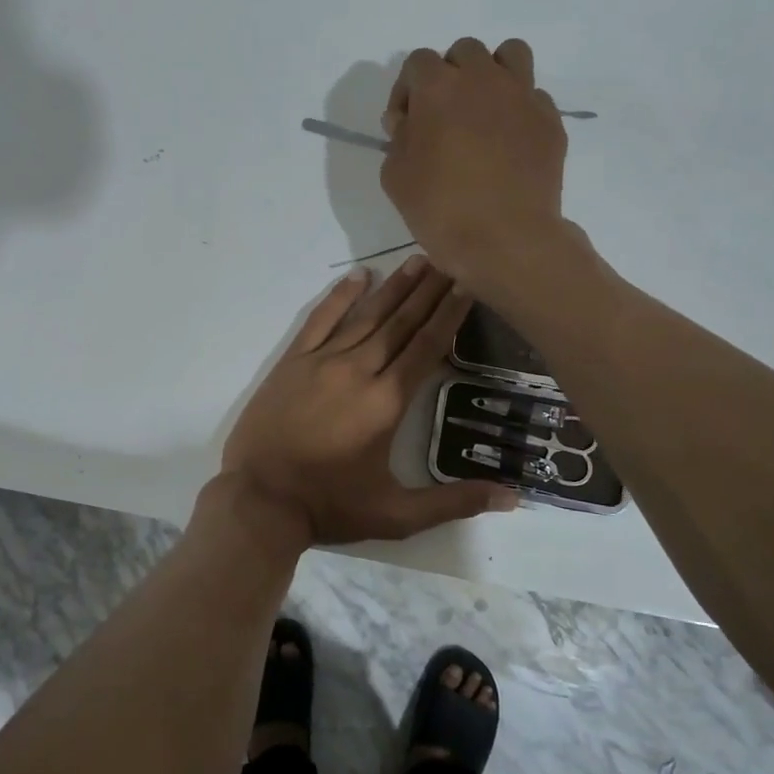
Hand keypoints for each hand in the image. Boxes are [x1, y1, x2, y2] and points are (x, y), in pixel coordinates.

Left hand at [220, 256, 516, 544]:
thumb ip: (454, 502)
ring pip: (365, 316)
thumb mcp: (397, 515)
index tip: (467, 283)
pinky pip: (319, 321)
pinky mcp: (291, 363)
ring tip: (417, 260)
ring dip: (393, 288)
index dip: (449, 314)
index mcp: (386, 402)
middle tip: (450, 258)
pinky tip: (357, 277)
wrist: (259, 499)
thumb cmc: (330, 506)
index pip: (426, 347)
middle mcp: (358, 371)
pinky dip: (339, 297)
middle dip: (428, 291)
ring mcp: (321, 362)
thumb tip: (514, 497)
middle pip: (400, 323)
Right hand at [380, 37, 571, 287]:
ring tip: (483, 110)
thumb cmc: (440, 210)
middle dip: (449, 76)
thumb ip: (398, 139)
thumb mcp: (395, 178)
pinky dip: (518, 109)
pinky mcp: (550, 120)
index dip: (406, 91)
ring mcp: (523, 96)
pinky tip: (509, 141)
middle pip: (464, 52)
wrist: (506, 240)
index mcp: (438, 88)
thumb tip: (409, 122)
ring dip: (491, 74)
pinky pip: (533, 96)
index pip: (417, 62)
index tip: (404, 124)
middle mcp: (483, 79)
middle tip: (443, 116)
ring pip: (509, 56)